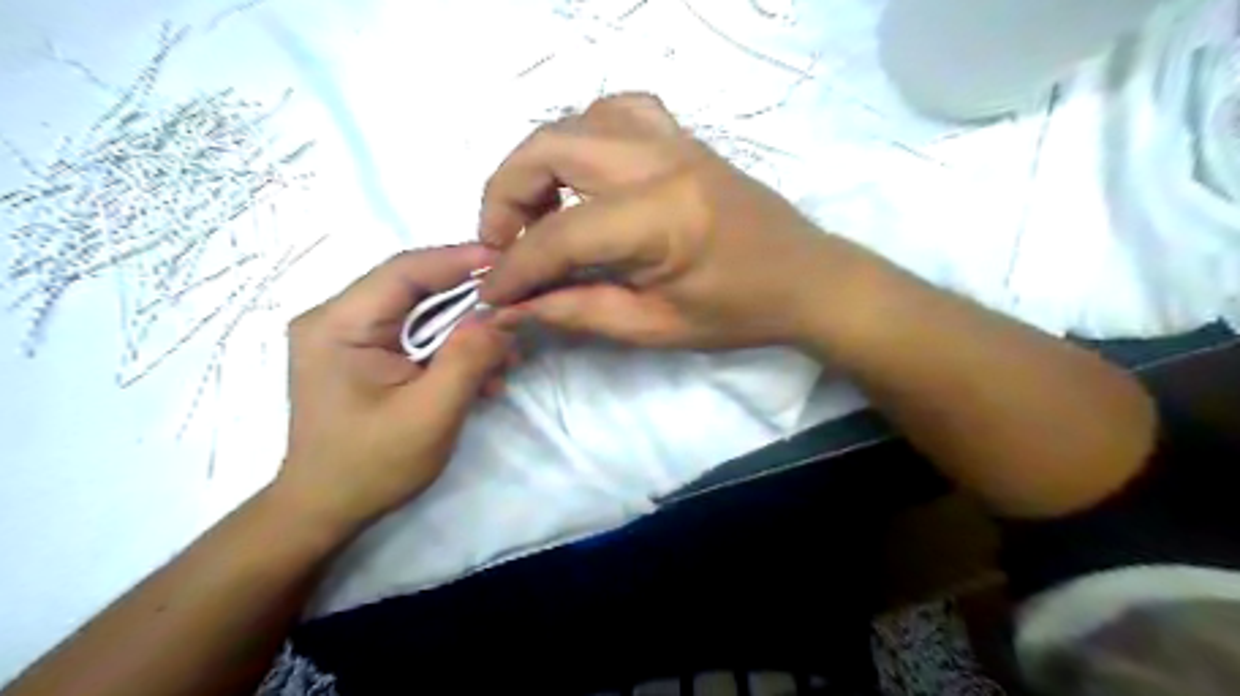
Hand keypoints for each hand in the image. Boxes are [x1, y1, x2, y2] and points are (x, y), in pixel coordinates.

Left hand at [278, 246, 511, 529]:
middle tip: (517, 314)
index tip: (509, 261)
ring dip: (468, 331)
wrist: (328, 510)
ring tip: (505, 359)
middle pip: (416, 288)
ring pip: (422, 312)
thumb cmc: (372, 466)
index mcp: (338, 324)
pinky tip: (482, 376)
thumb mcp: (431, 413)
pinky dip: (454, 349)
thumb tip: (505, 313)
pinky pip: (418, 335)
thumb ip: (469, 358)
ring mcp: (350, 335)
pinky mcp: (365, 352)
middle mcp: (337, 318)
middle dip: (471, 302)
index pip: (404, 271)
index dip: (459, 260)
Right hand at [476, 94, 852, 347]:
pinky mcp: (684, 138)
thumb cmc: (739, 314)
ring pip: (578, 120)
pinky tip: (584, 174)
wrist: (808, 279)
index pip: (559, 234)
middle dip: (506, 195)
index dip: (515, 267)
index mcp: (660, 219)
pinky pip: (618, 112)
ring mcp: (675, 139)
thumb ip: (578, 312)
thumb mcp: (654, 327)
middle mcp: (661, 162)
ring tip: (537, 210)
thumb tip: (513, 309)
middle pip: (550, 148)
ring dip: (540, 161)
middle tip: (502, 242)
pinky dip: (583, 136)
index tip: (490, 293)